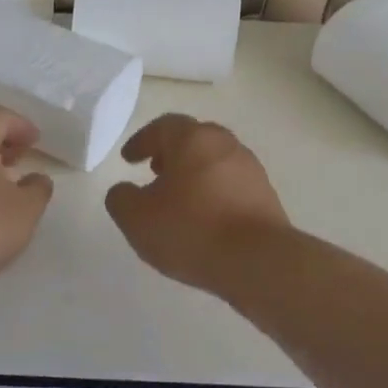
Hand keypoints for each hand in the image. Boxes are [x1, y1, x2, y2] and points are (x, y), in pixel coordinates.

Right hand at [106, 115, 290, 293]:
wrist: (257, 261)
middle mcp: (226, 145)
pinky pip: (231, 187)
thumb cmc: (190, 230)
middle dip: (171, 154)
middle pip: (194, 140)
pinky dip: (213, 195)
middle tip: (154, 172)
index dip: (142, 141)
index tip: (128, 159)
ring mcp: (251, 171)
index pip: (163, 126)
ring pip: (214, 163)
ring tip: (177, 201)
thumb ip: (121, 199)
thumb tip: (124, 191)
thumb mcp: (136, 218)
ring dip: (193, 175)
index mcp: (193, 139)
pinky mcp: (266, 198)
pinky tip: (203, 221)